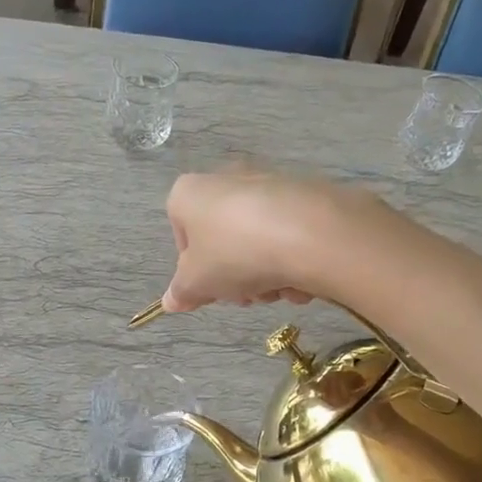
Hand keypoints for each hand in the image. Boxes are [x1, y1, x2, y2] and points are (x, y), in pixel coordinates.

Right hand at [161, 173, 381, 312]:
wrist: (311, 232)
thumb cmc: (235, 253)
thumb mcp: (197, 283)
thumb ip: (181, 292)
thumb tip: (170, 302)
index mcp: (190, 193)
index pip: (181, 236)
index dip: (195, 270)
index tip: (212, 291)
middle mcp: (226, 179)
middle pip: (223, 241)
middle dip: (235, 275)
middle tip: (248, 295)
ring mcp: (268, 183)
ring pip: (258, 241)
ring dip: (266, 274)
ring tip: (279, 288)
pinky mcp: (305, 194)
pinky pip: (290, 234)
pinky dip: (294, 258)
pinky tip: (304, 277)